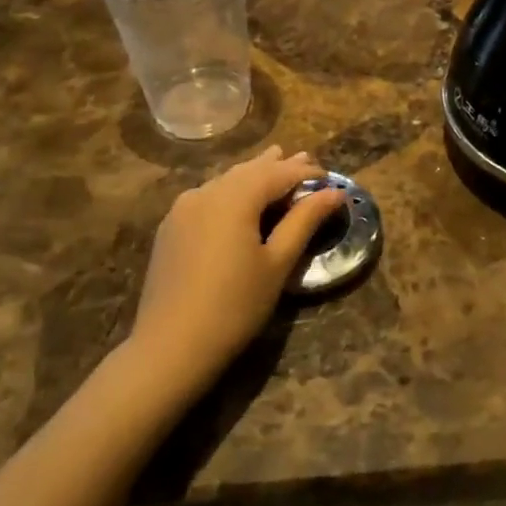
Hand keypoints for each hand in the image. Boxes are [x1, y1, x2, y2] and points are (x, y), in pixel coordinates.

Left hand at [128, 146, 347, 402]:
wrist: (170, 346)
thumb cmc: (235, 306)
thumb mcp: (278, 264)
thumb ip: (304, 221)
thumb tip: (334, 193)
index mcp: (235, 197)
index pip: (278, 173)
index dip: (306, 173)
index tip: (329, 178)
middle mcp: (206, 192)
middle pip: (249, 170)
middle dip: (278, 165)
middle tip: (305, 159)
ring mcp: (183, 208)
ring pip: (226, 180)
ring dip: (253, 174)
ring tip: (274, 164)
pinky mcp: (171, 226)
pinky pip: (208, 196)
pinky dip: (231, 190)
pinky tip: (237, 197)